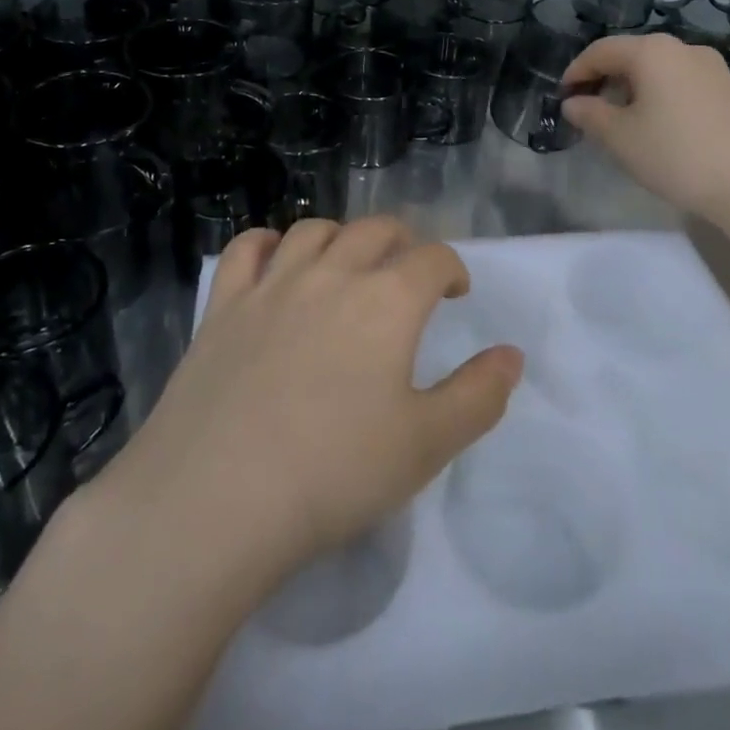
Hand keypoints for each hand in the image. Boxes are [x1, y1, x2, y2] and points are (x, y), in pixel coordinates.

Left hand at [109, 217, 522, 587]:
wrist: (217, 499)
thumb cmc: (334, 474)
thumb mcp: (427, 445)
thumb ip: (479, 395)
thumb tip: (512, 355)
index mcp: (387, 301)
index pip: (433, 258)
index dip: (452, 268)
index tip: (455, 292)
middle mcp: (332, 274)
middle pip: (375, 230)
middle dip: (402, 242)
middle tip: (408, 271)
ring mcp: (272, 284)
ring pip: (314, 230)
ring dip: (341, 237)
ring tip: (346, 264)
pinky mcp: (223, 305)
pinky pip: (247, 249)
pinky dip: (268, 243)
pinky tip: (275, 262)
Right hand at [561, 33, 729, 219]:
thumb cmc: (676, 155)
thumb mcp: (620, 138)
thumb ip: (590, 115)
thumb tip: (573, 103)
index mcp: (653, 51)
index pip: (601, 51)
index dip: (576, 71)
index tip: (562, 96)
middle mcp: (684, 49)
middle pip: (632, 56)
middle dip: (606, 80)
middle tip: (589, 111)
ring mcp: (714, 69)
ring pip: (660, 71)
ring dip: (634, 90)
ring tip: (623, 123)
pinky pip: (684, 84)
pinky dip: (662, 97)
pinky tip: (661, 129)